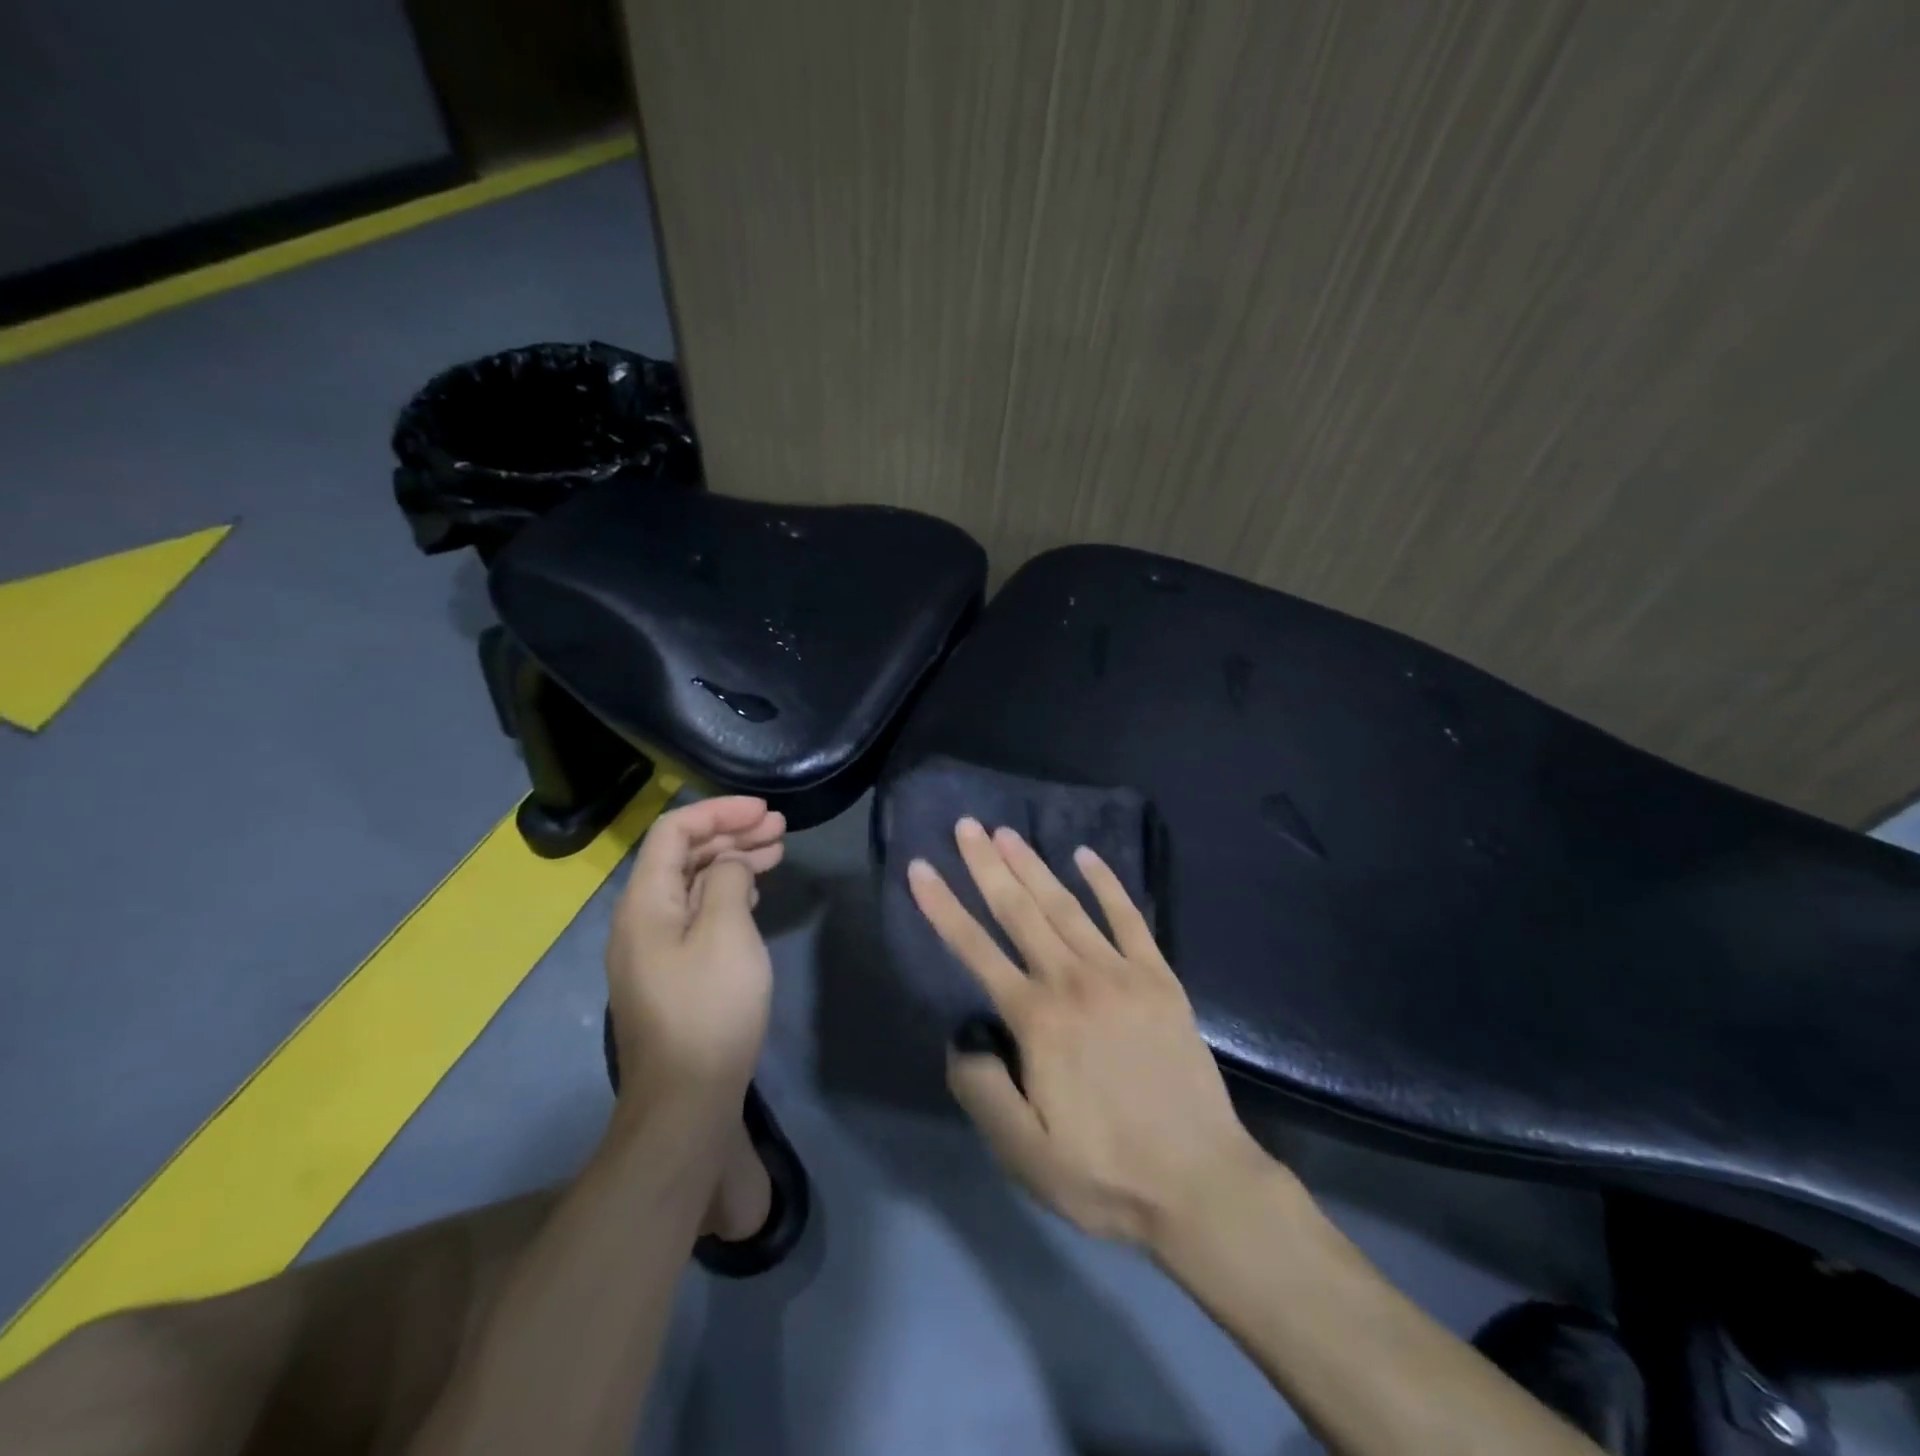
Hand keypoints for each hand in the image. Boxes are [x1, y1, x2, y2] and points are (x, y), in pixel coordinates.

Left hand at [606, 797, 785, 1106]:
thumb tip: (728, 862)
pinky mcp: (673, 971)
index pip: (674, 831)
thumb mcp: (726, 933)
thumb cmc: (709, 1009)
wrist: (687, 1100)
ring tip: (776, 851)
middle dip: (731, 833)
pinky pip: (698, 913)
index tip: (764, 810)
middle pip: (683, 855)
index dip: (719, 812)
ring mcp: (656, 947)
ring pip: (693, 884)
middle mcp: (642, 918)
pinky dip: (728, 892)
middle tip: (780, 828)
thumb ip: (726, 880)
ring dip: (733, 861)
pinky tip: (753, 891)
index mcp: (644, 902)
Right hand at [908, 818, 1273, 1248]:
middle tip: (966, 826)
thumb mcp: (1024, 1154)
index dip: (944, 907)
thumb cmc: (1105, 1173)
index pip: (976, 950)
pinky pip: (1129, 919)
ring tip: (1008, 832)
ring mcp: (1121, 974)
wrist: (1202, 1183)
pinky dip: (1107, 884)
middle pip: (1020, 912)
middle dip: (987, 866)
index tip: (922, 868)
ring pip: (1066, 907)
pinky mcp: (1160, 979)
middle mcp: (1073, 982)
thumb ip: (981, 1090)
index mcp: (1037, 1021)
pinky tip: (1087, 857)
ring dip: (1034, 866)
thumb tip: (961, 1038)